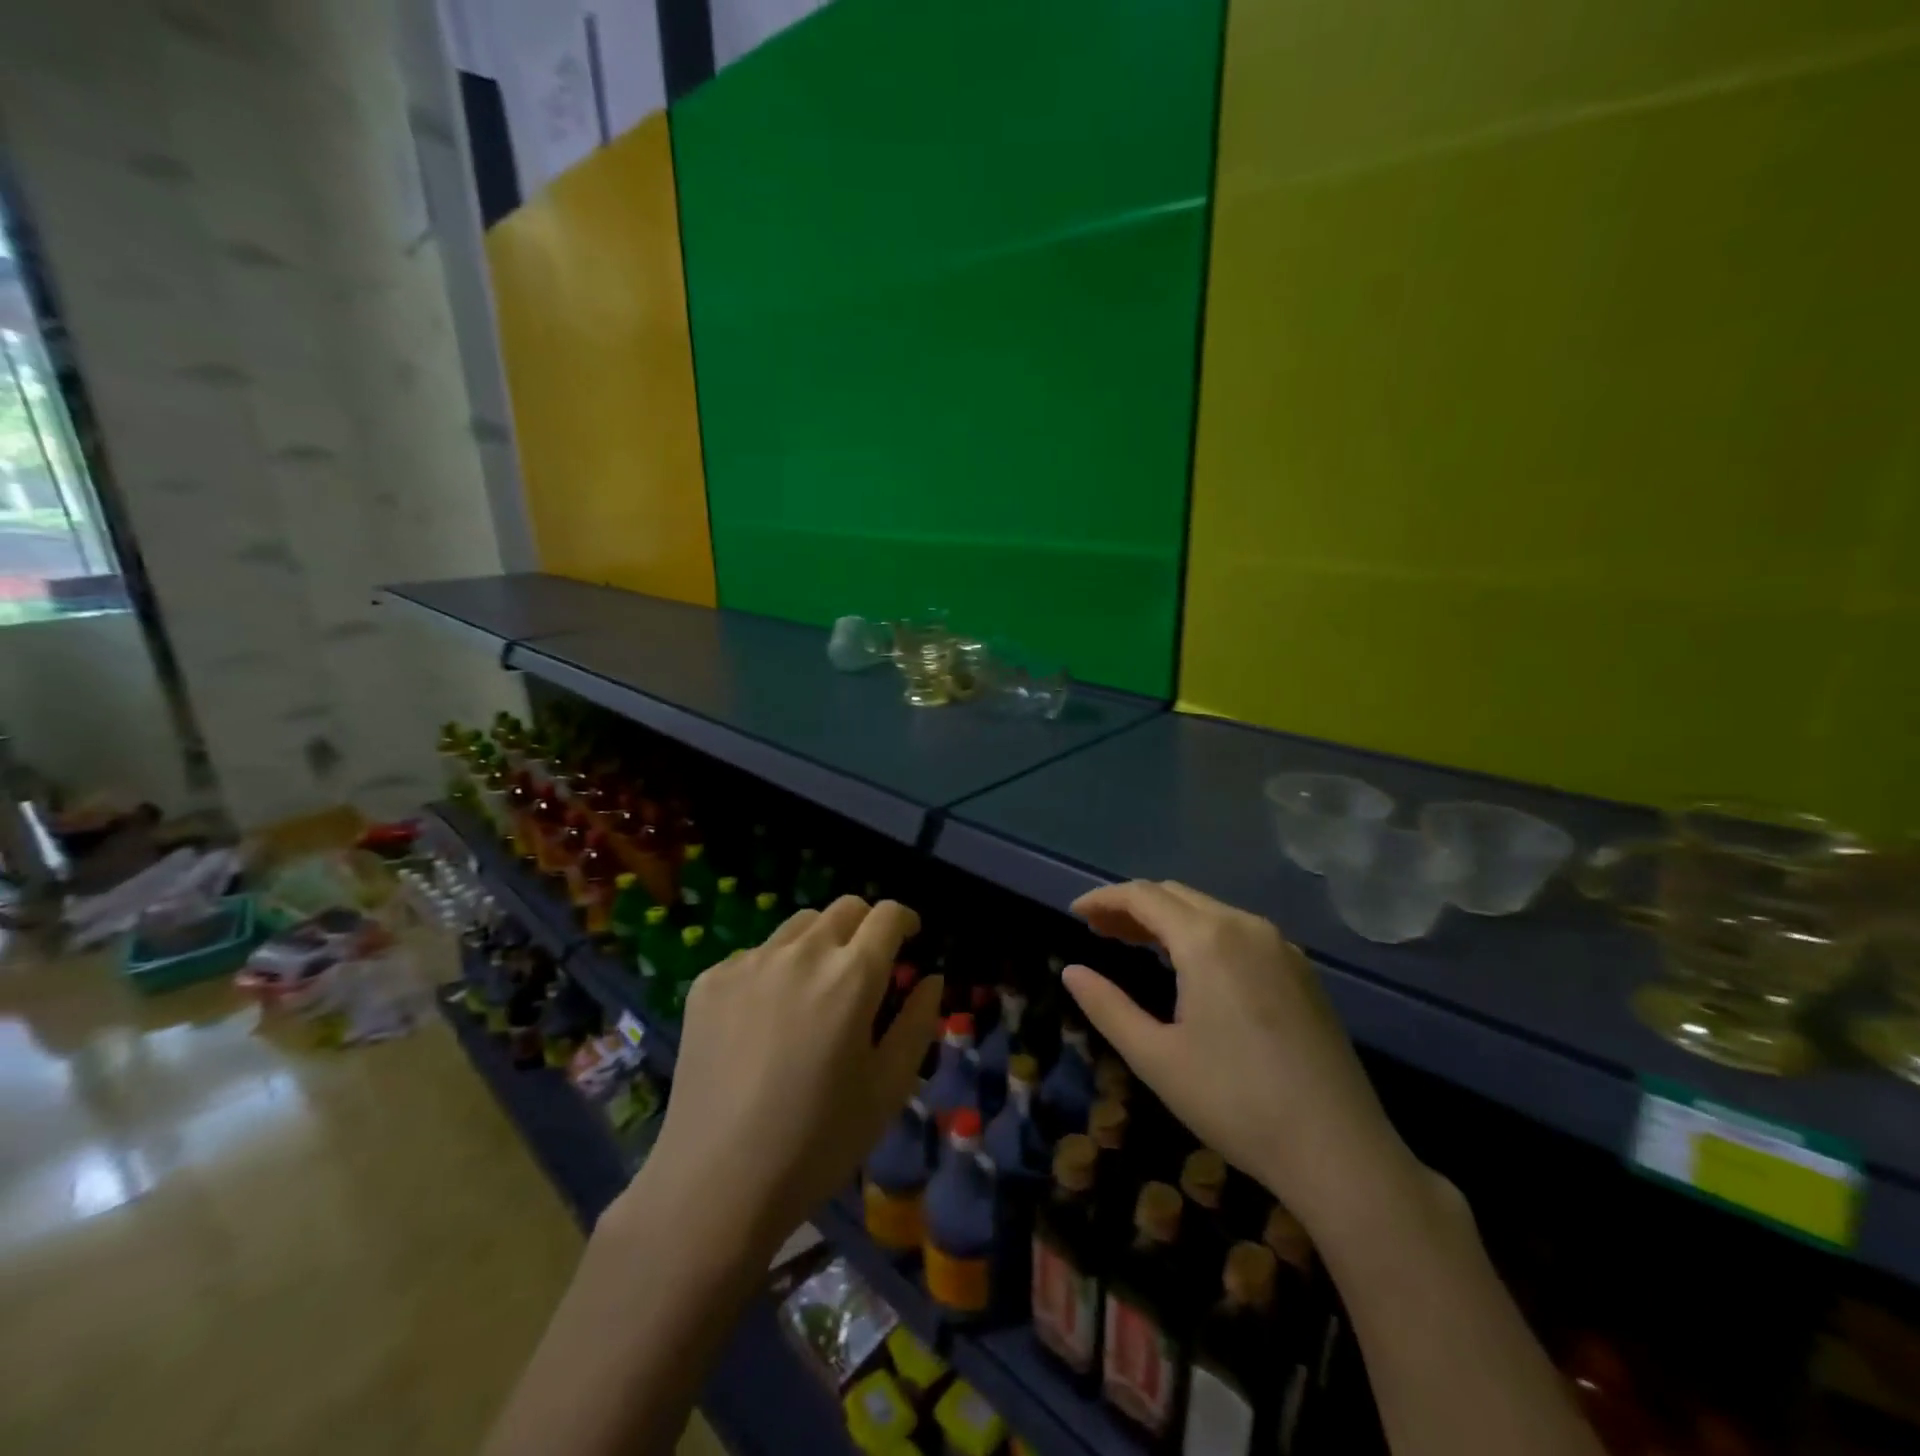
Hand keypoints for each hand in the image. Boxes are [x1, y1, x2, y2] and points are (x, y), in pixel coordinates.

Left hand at [633, 897, 943, 1253]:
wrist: (715, 1185)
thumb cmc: (818, 1142)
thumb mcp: (888, 1088)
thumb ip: (918, 1022)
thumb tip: (932, 978)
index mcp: (852, 975)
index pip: (888, 915)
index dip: (905, 921)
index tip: (908, 940)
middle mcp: (802, 953)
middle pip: (844, 908)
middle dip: (865, 927)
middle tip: (864, 968)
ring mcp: (750, 962)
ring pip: (799, 925)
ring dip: (820, 942)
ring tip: (814, 990)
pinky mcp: (710, 980)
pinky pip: (756, 954)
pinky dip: (774, 969)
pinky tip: (765, 1020)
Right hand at [1063, 880, 1415, 1229]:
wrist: (1340, 1151)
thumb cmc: (1236, 1102)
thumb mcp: (1156, 1058)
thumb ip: (1107, 1006)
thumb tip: (1071, 971)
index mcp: (1207, 939)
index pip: (1143, 896)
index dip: (1104, 898)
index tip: (1075, 912)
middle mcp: (1245, 926)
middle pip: (1175, 895)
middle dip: (1132, 906)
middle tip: (1098, 931)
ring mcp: (1280, 946)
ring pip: (1209, 911)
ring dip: (1166, 919)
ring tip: (1134, 944)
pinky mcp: (1301, 970)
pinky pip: (1238, 931)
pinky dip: (1201, 933)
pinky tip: (1190, 966)